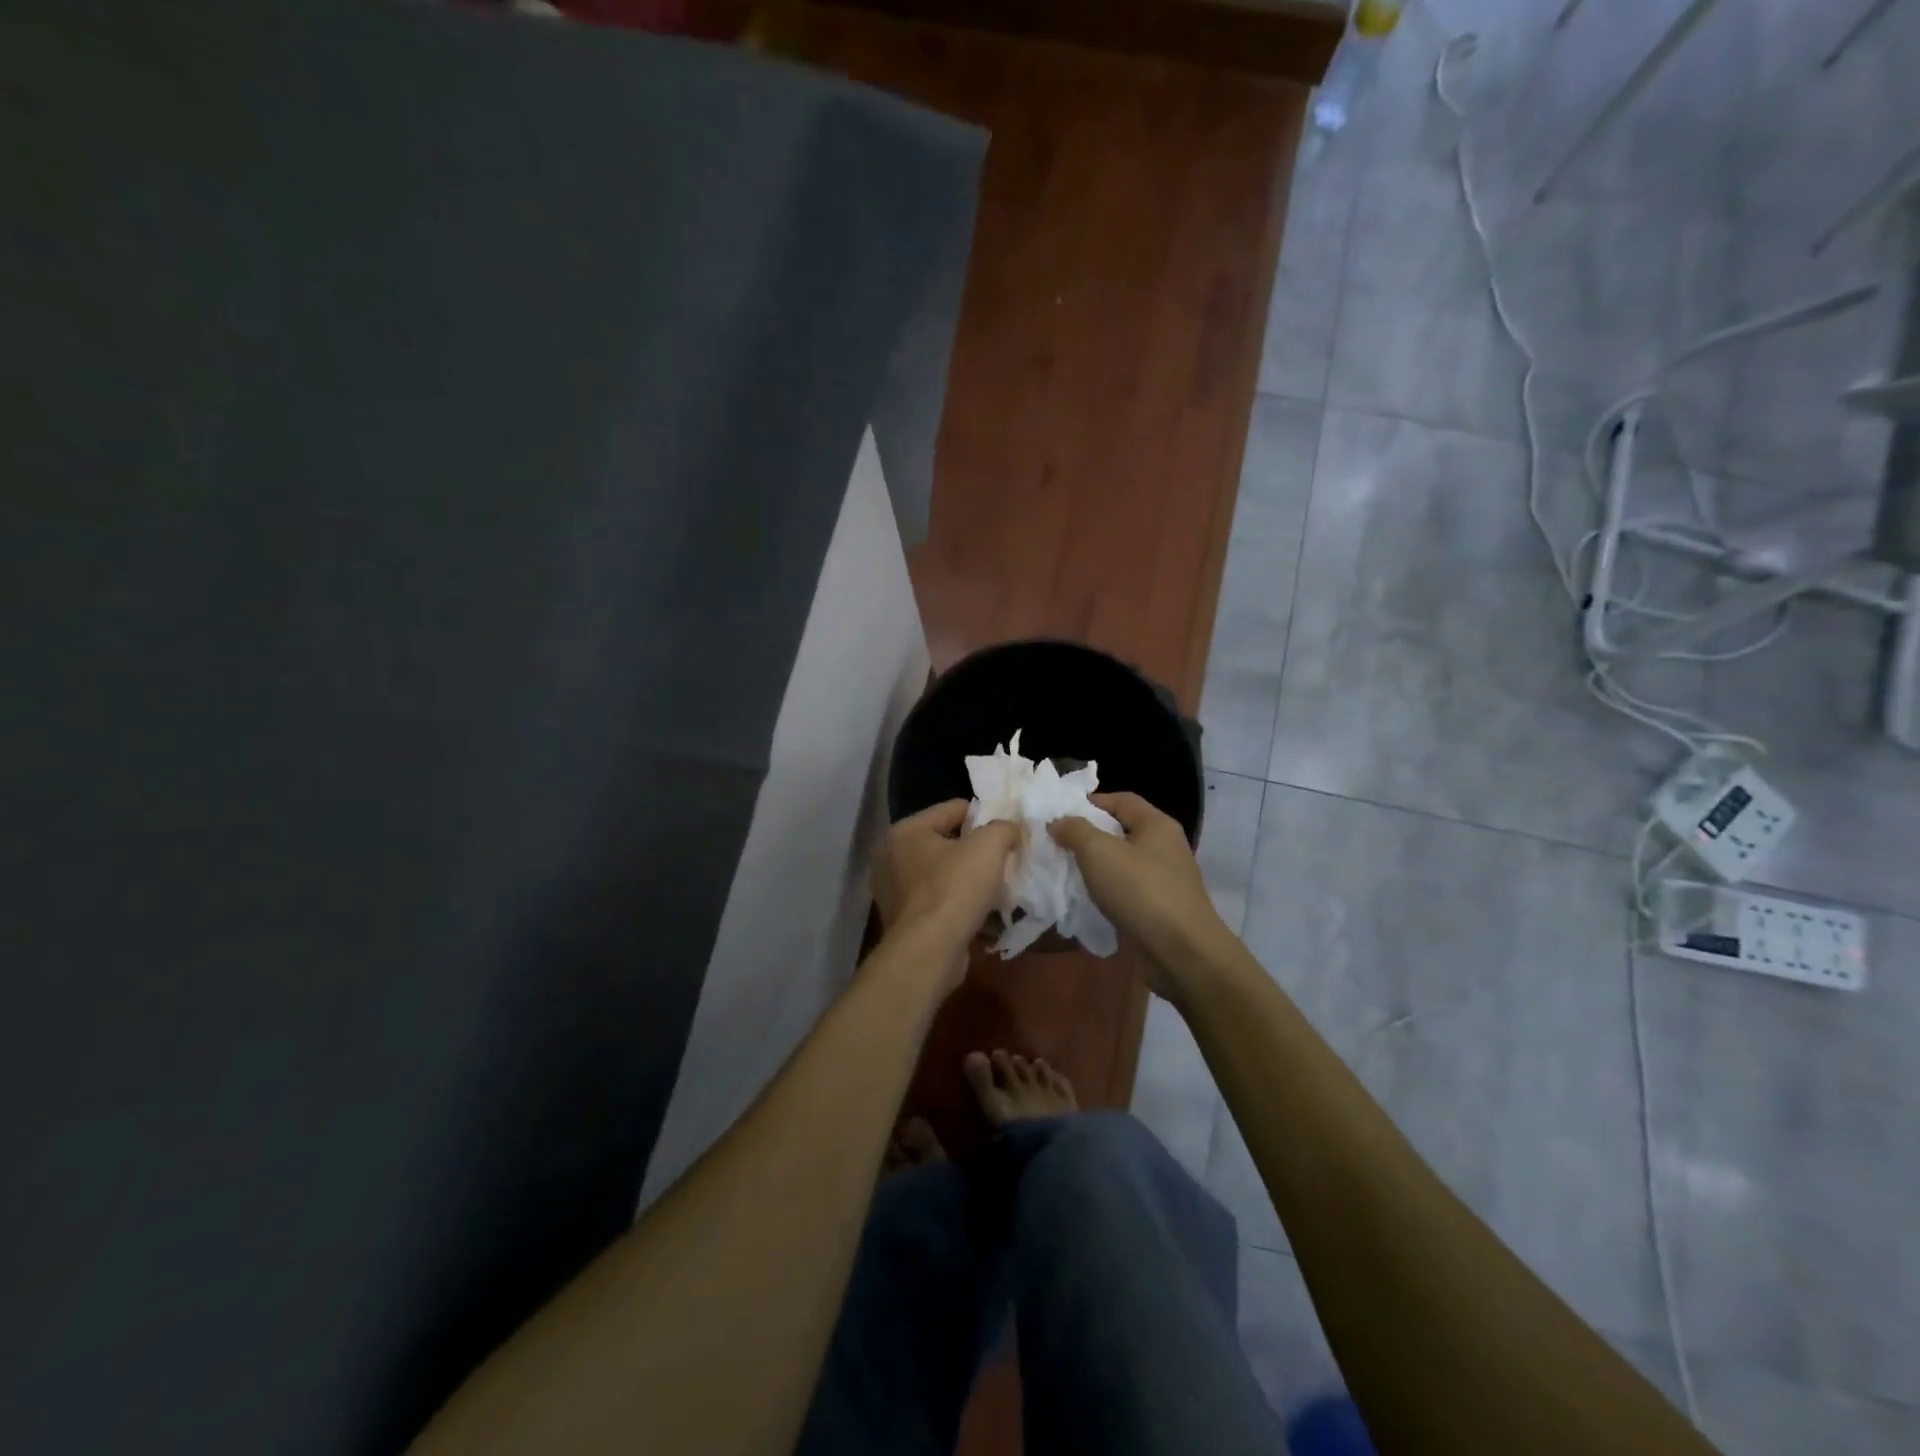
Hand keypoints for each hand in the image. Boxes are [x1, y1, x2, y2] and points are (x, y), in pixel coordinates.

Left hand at [874, 801, 1018, 984]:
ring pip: (944, 874)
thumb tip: (1012, 829)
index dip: (985, 817)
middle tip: (1006, 860)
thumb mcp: (989, 846)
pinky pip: (940, 901)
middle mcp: (892, 857)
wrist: (930, 952)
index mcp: (905, 830)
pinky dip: (960, 904)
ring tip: (999, 887)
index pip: (954, 809)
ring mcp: (894, 891)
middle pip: (948, 842)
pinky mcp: (904, 920)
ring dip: (970, 879)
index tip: (1009, 832)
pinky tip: (984, 912)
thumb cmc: (954, 889)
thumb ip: (1004, 828)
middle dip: (978, 851)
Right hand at [1049, 792, 1228, 997]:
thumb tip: (1059, 821)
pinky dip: (1108, 892)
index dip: (1089, 802)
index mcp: (1156, 824)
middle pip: (1122, 831)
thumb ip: (1075, 830)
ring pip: (1124, 863)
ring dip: (1097, 867)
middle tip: (1057, 844)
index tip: (1059, 815)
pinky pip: (1129, 891)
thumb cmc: (1140, 891)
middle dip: (1089, 836)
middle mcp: (1165, 847)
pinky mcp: (1162, 909)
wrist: (1182, 953)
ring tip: (1066, 873)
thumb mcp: (1099, 852)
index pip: (1121, 799)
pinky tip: (1087, 901)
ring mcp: (1166, 880)